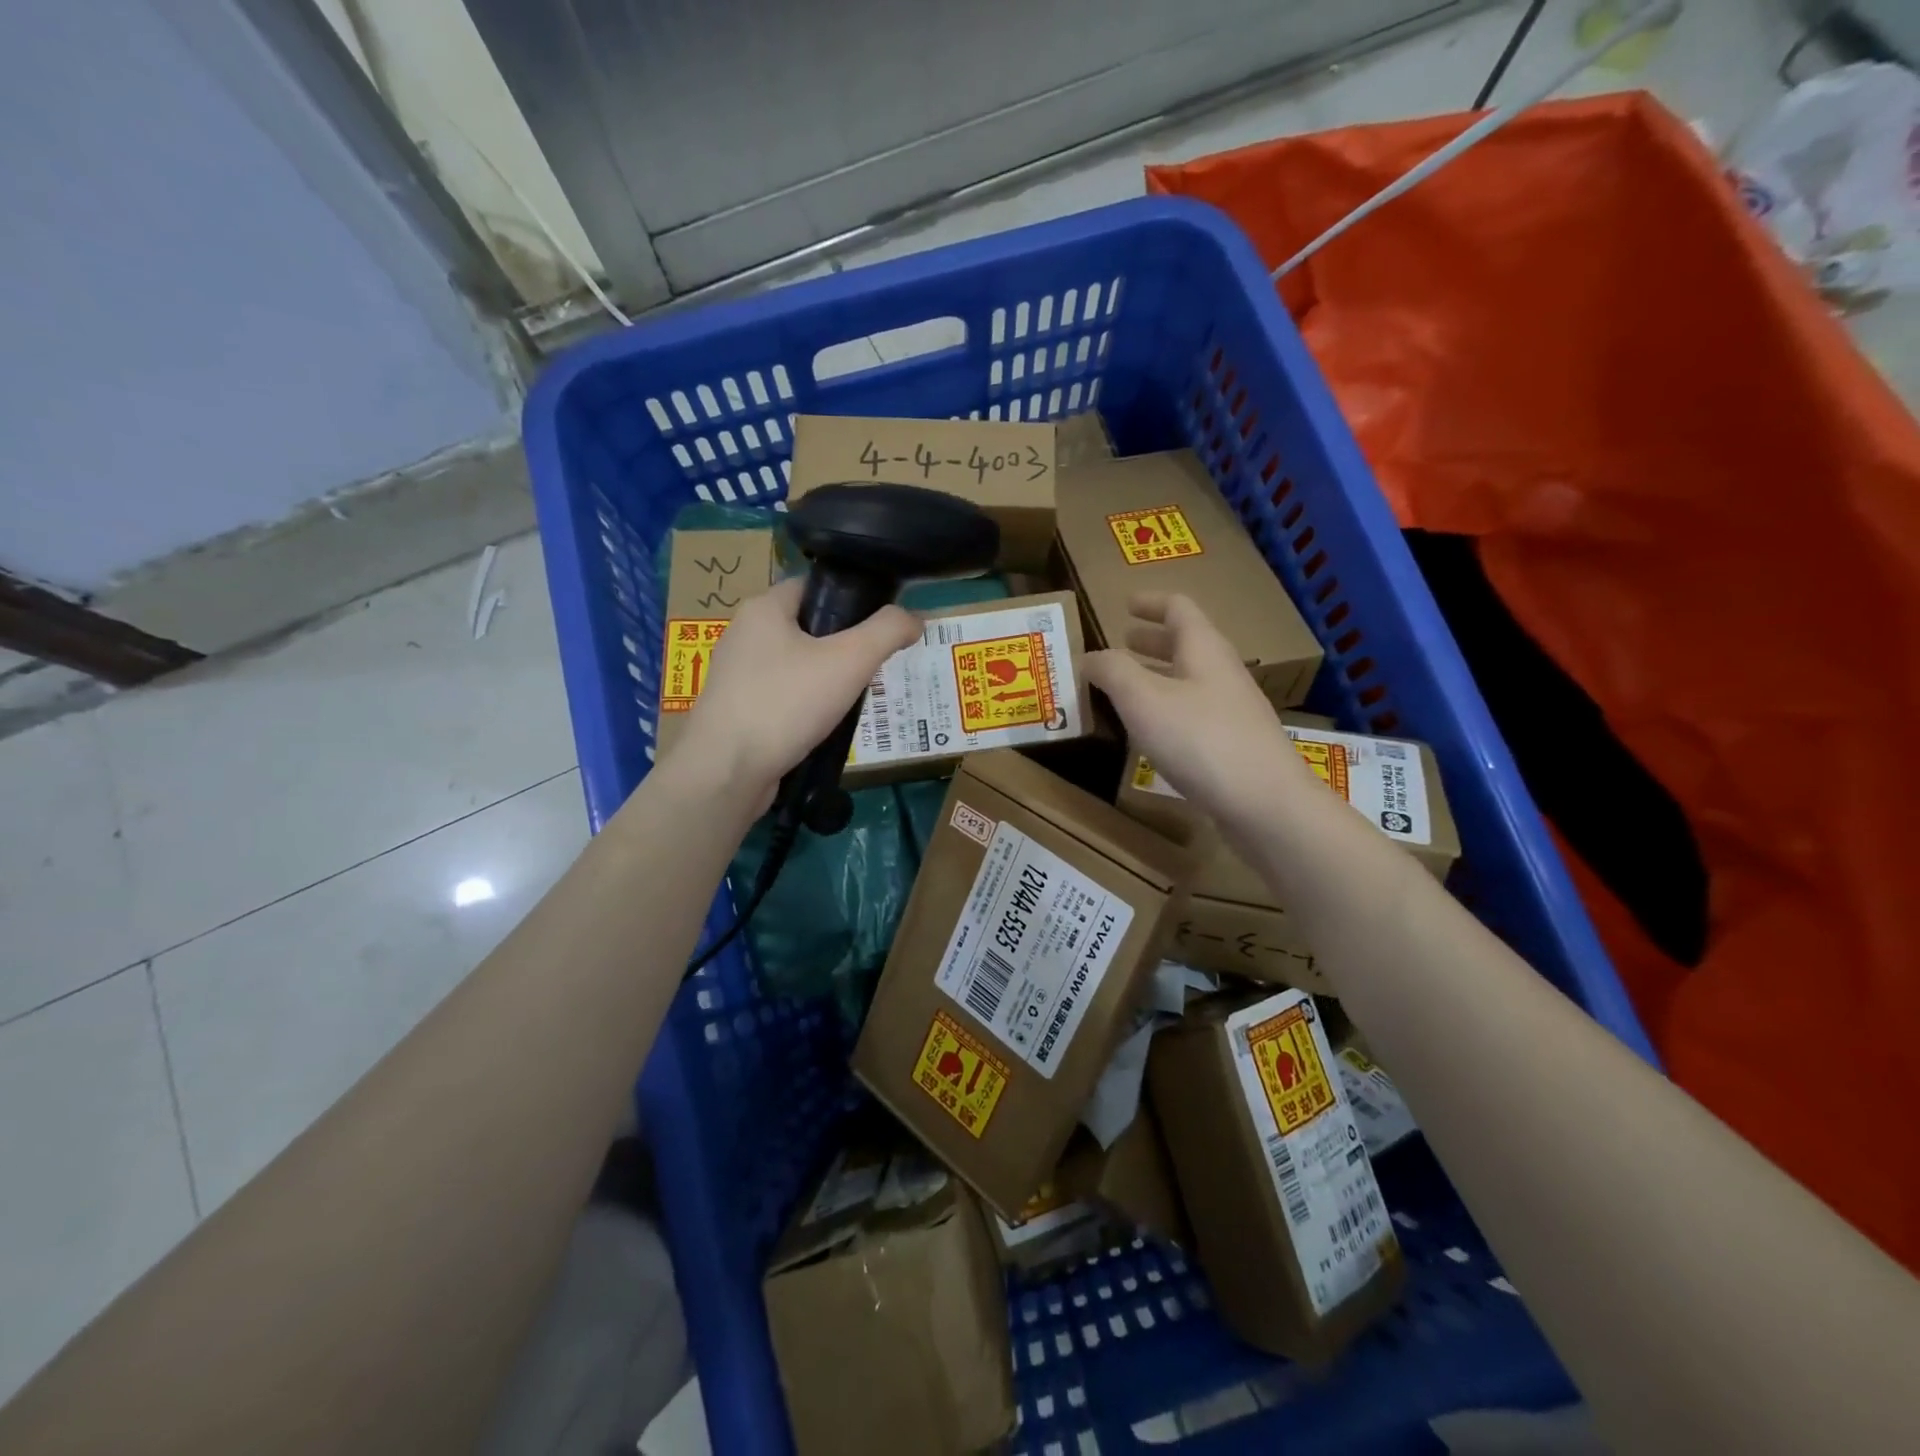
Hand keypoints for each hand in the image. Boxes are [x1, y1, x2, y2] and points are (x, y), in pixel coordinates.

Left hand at [673, 576, 921, 799]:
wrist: (727, 772)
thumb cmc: (786, 703)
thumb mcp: (849, 661)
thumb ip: (888, 631)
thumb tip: (916, 618)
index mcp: (763, 608)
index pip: (815, 586)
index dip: (852, 599)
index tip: (881, 625)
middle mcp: (744, 634)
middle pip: (808, 627)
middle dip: (843, 646)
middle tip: (874, 666)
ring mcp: (737, 675)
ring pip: (796, 665)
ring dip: (826, 679)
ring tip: (855, 698)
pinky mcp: (737, 710)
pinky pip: (782, 696)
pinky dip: (806, 706)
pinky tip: (825, 725)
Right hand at [1085, 593, 1309, 826]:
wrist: (1265, 803)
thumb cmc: (1201, 740)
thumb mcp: (1144, 699)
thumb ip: (1113, 672)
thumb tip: (1090, 657)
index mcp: (1203, 649)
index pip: (1178, 608)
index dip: (1151, 602)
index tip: (1125, 603)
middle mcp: (1222, 673)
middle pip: (1187, 643)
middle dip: (1153, 639)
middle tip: (1123, 641)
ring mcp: (1232, 710)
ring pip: (1190, 679)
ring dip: (1158, 674)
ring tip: (1128, 685)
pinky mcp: (1233, 744)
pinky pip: (1194, 711)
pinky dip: (1167, 707)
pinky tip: (1152, 730)